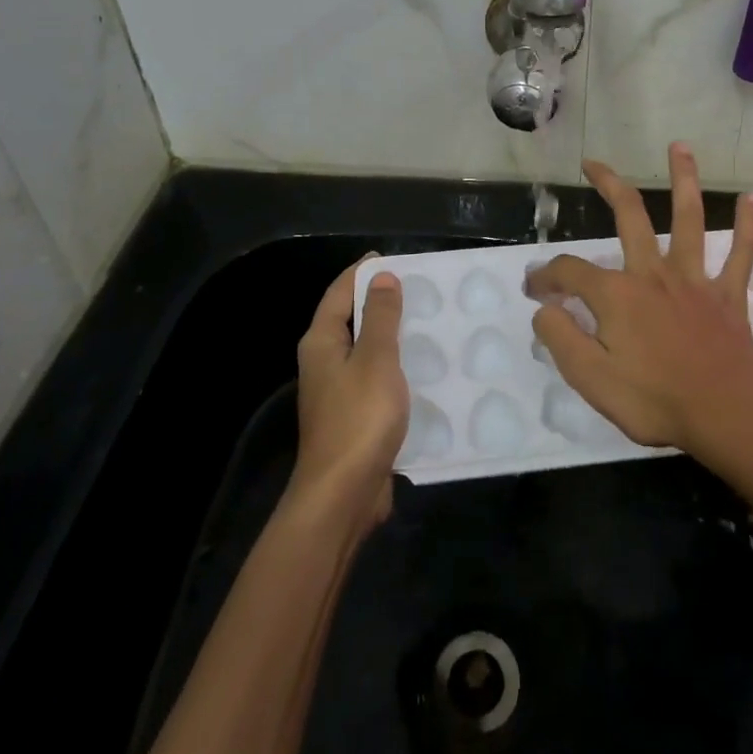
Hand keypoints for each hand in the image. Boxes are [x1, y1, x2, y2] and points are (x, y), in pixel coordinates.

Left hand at [290, 258, 408, 532]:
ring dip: (393, 336)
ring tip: (430, 322)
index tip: (395, 258)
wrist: (343, 495)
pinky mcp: (354, 416)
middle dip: (382, 302)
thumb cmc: (359, 418)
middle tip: (422, 289)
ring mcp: (337, 392)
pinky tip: (424, 368)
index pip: (340, 292)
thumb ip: (381, 317)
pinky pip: (376, 378)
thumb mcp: (376, 359)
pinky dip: (396, 367)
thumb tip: (382, 277)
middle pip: (351, 319)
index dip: (363, 273)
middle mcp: (324, 362)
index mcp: (322, 342)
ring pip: (366, 351)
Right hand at [526, 144, 752, 471]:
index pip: (569, 272)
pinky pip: (741, 254)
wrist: (726, 417)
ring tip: (679, 146)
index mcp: (617, 295)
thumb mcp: (590, 380)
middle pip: (629, 216)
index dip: (545, 276)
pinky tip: (751, 198)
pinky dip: (747, 225)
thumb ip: (561, 339)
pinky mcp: (728, 295)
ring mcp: (694, 280)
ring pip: (688, 219)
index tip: (533, 289)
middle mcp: (653, 274)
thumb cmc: (655, 401)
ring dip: (684, 180)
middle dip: (609, 185)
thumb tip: (544, 308)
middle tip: (593, 164)